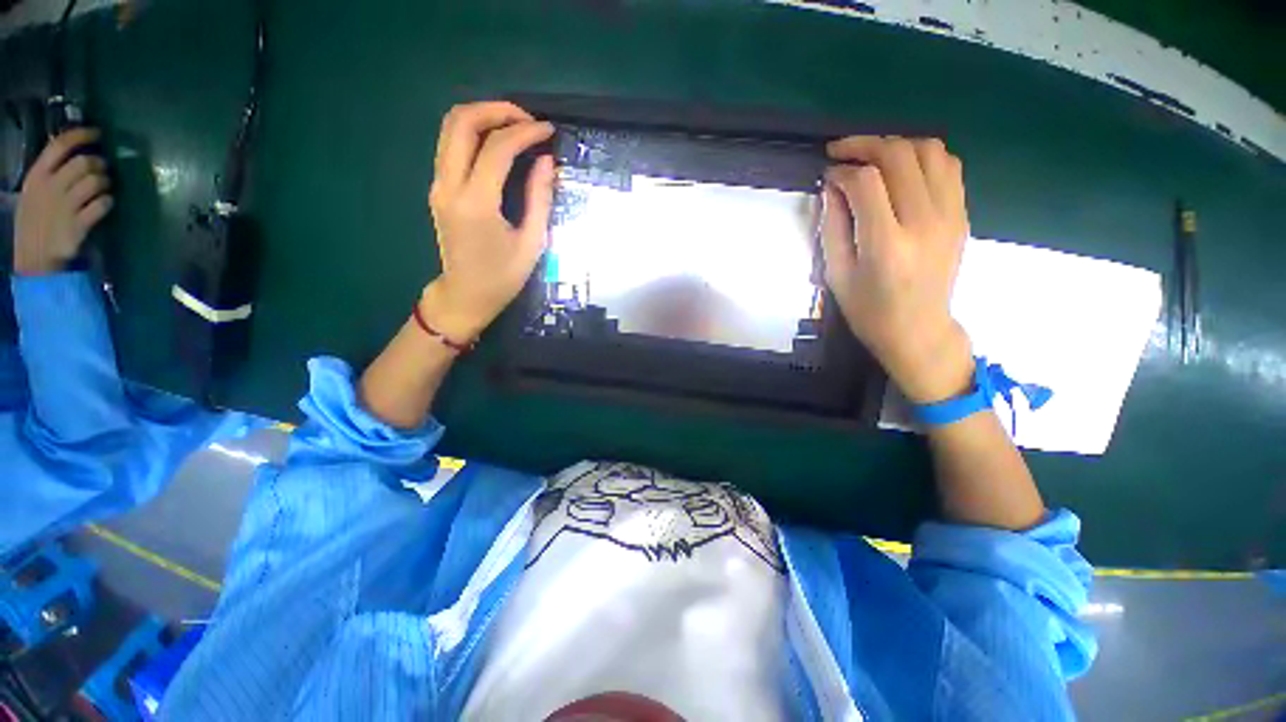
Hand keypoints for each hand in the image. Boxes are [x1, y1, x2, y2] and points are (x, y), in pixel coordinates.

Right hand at [14, 128, 113, 275]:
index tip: (97, 133)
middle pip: (83, 162)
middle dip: (99, 163)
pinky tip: (106, 203)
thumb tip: (75, 153)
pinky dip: (108, 201)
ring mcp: (64, 206)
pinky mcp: (78, 224)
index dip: (82, 136)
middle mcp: (50, 187)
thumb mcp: (33, 192)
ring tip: (105, 186)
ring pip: (95, 181)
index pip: (60, 145)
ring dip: (106, 181)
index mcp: (36, 176)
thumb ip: (50, 172)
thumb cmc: (35, 221)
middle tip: (103, 168)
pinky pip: (102, 205)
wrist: (34, 257)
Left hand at [422, 101, 555, 341]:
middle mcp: (449, 185)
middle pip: (462, 122)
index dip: (525, 132)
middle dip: (498, 110)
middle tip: (528, 121)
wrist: (466, 295)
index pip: (497, 148)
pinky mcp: (438, 187)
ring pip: (451, 127)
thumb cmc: (503, 277)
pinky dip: (474, 132)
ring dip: (483, 116)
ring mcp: (438, 184)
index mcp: (476, 203)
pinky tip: (498, 143)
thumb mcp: (532, 243)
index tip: (548, 131)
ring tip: (516, 127)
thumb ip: (539, 199)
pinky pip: (450, 144)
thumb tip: (546, 161)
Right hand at [821, 136, 972, 403]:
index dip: (842, 170)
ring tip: (872, 158)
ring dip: (896, 145)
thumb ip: (832, 227)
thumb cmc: (869, 310)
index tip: (827, 174)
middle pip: (899, 155)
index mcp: (886, 244)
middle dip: (865, 145)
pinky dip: (922, 157)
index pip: (866, 183)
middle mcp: (924, 222)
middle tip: (842, 151)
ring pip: (929, 151)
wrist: (918, 329)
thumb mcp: (836, 275)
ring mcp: (950, 215)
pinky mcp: (962, 215)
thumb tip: (832, 188)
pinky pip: (948, 166)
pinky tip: (902, 170)